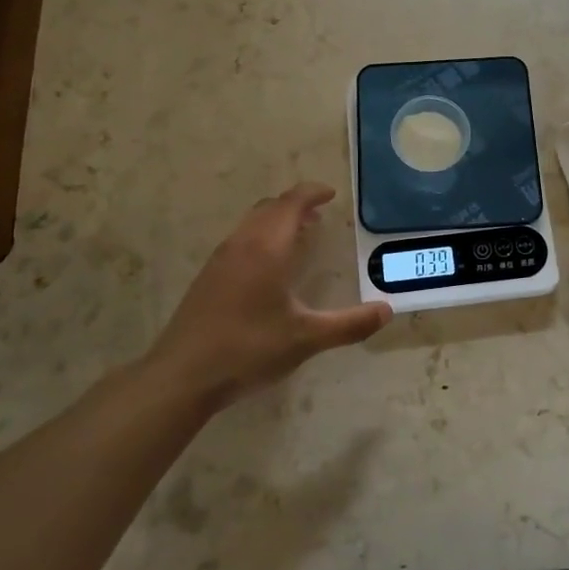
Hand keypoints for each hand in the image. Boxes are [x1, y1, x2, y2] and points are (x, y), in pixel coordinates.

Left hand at [144, 183, 390, 412]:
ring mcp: (220, 259)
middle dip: (296, 204)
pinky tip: (268, 266)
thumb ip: (349, 324)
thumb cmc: (248, 349)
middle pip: (270, 207)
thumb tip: (386, 311)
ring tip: (299, 235)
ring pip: (251, 222)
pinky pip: (240, 239)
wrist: (182, 375)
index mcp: (267, 247)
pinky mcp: (208, 277)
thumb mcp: (306, 339)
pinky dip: (261, 236)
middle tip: (319, 214)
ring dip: (276, 220)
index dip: (312, 193)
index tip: (331, 195)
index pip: (291, 203)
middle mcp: (242, 244)